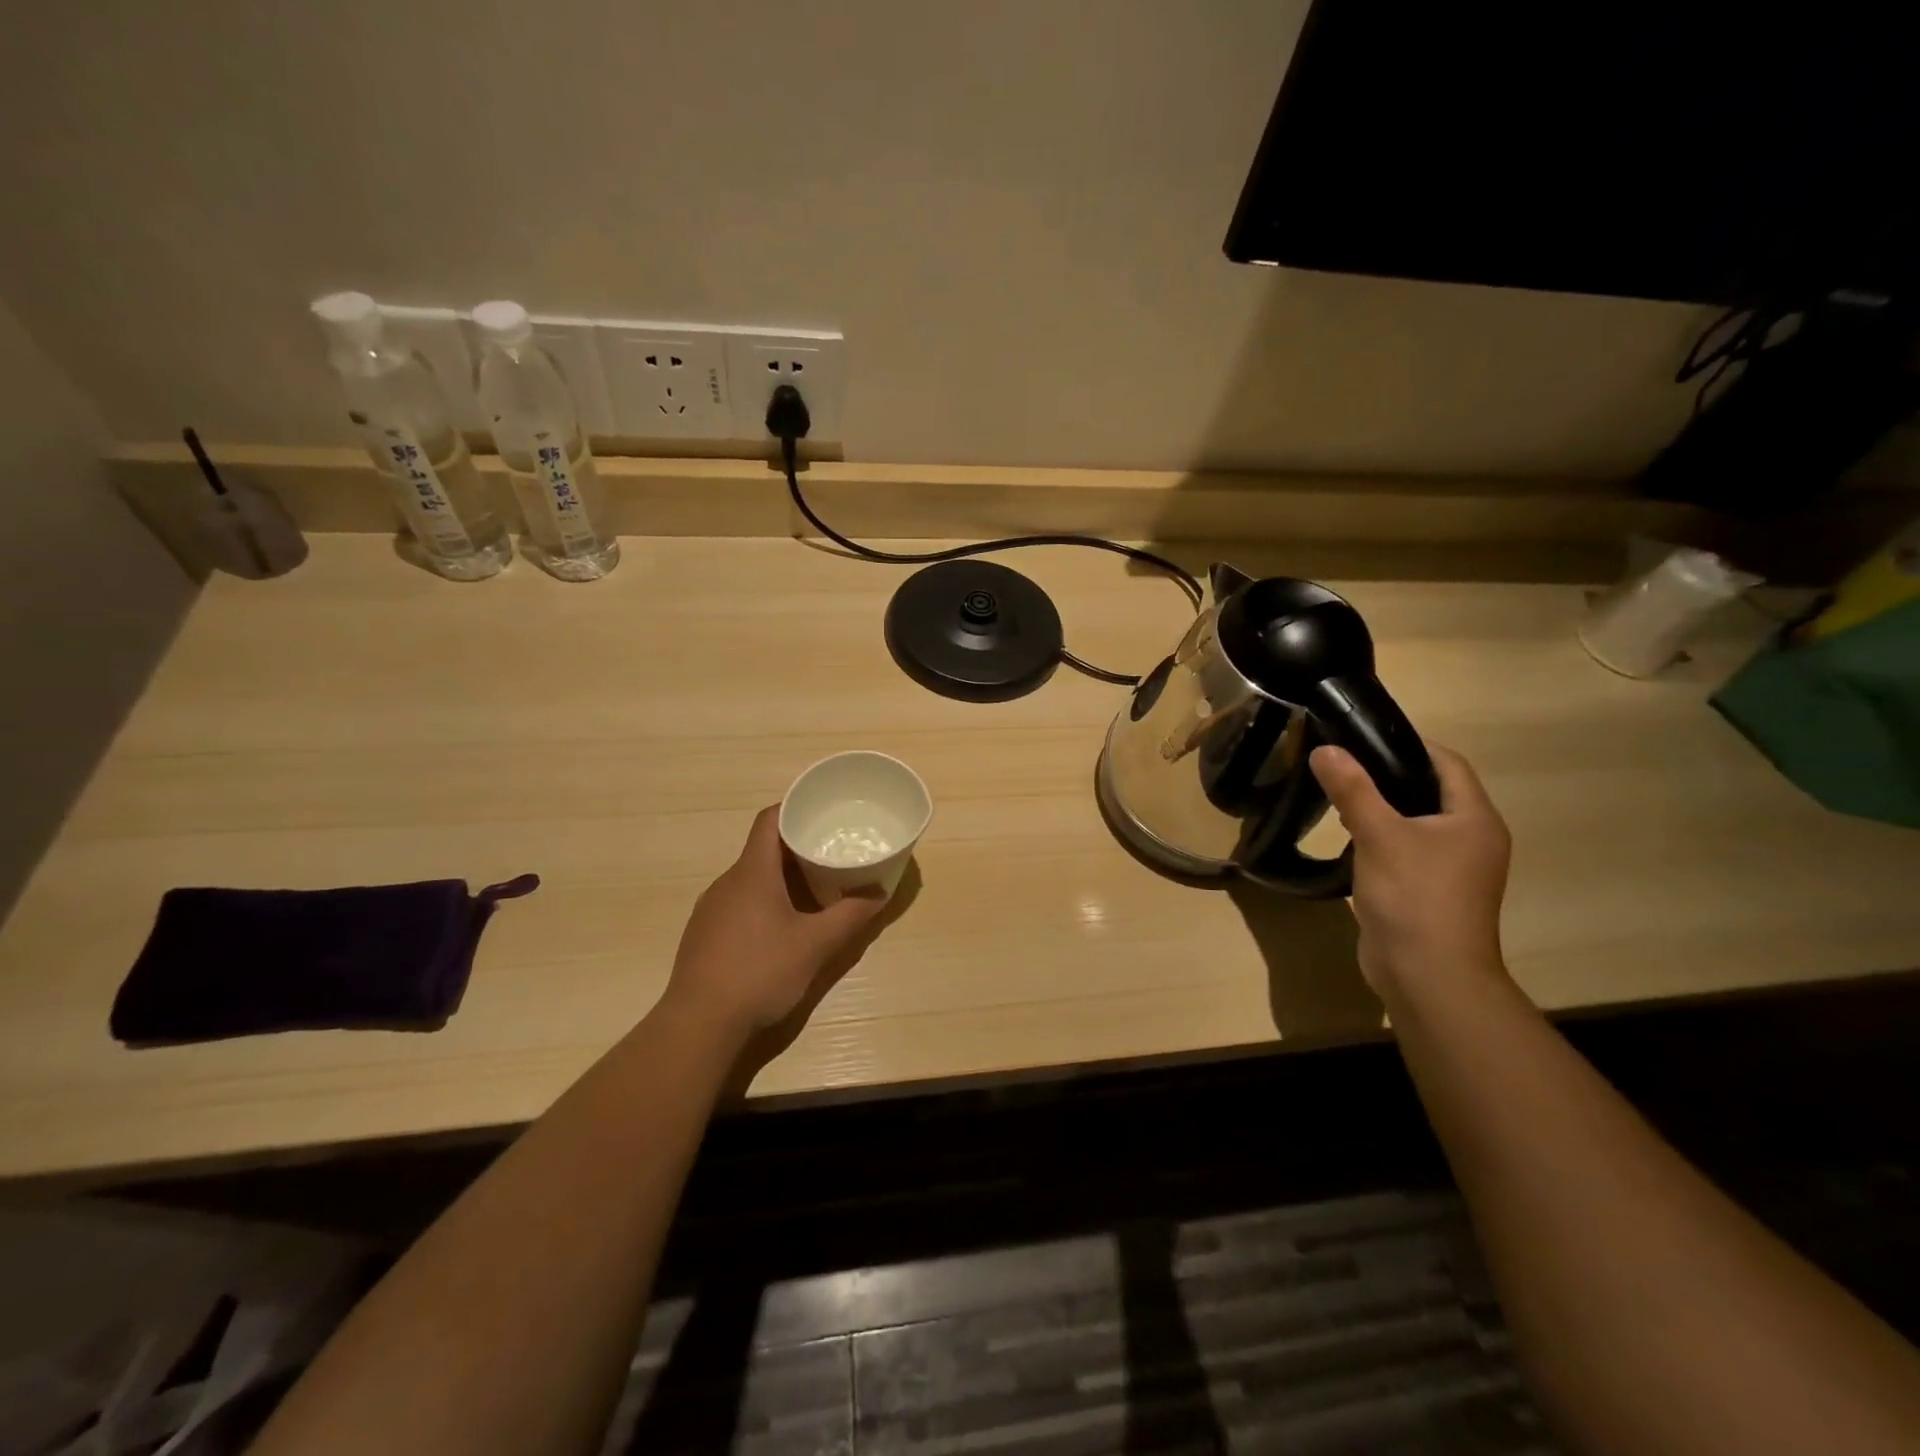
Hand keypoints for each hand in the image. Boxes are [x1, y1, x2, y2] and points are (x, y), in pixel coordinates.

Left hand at [662, 806, 888, 1044]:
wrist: (698, 1025)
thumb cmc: (760, 972)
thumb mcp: (815, 945)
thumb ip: (850, 916)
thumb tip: (880, 892)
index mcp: (752, 873)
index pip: (769, 820)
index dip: (794, 809)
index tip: (821, 813)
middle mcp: (727, 883)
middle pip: (762, 850)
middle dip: (797, 849)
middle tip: (830, 855)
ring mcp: (711, 910)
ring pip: (750, 880)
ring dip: (780, 879)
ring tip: (812, 892)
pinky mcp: (703, 935)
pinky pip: (737, 904)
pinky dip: (762, 903)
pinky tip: (779, 931)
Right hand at [1310, 742, 1511, 1001]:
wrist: (1428, 976)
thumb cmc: (1414, 896)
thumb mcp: (1379, 835)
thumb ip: (1352, 789)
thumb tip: (1326, 749)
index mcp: (1474, 819)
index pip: (1447, 763)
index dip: (1408, 744)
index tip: (1362, 736)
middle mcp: (1472, 839)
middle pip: (1431, 791)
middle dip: (1389, 775)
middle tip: (1343, 763)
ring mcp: (1453, 869)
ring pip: (1417, 822)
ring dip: (1383, 808)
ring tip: (1340, 795)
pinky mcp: (1430, 891)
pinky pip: (1407, 850)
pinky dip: (1381, 837)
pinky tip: (1350, 838)